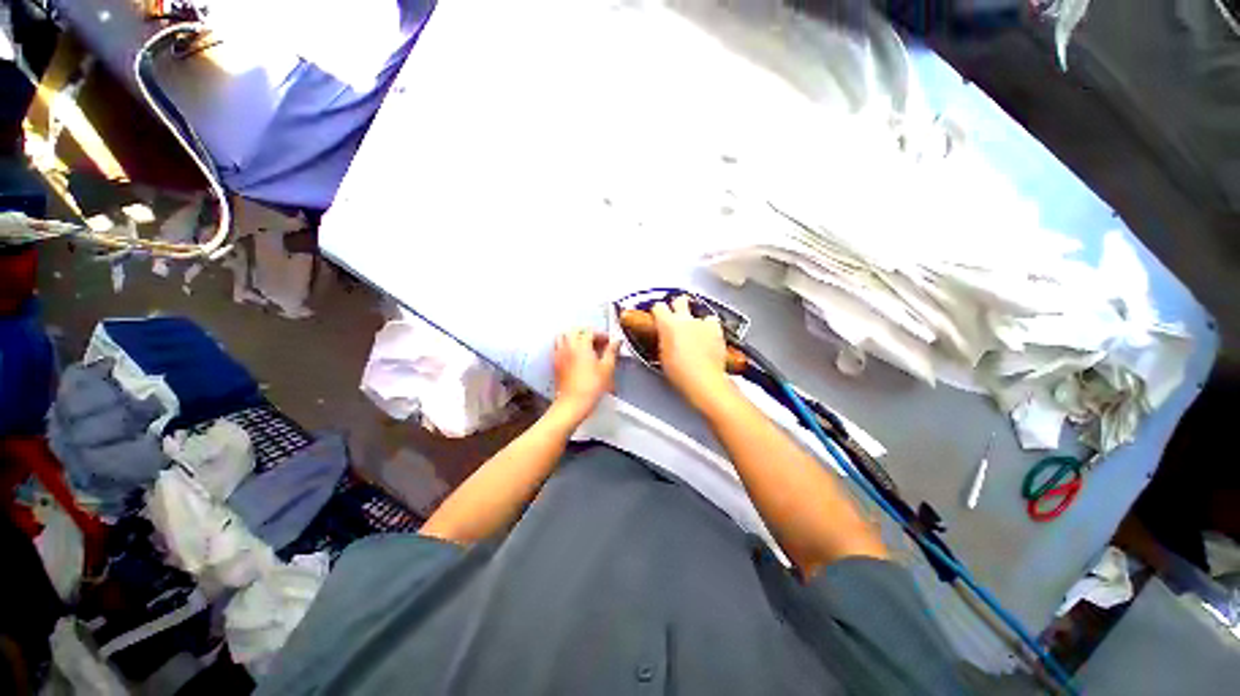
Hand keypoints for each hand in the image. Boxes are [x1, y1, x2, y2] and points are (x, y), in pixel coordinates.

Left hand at [551, 329, 618, 425]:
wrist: (573, 403)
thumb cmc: (592, 386)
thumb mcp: (607, 368)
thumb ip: (611, 351)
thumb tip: (616, 342)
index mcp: (581, 344)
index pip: (590, 331)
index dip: (601, 334)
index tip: (609, 342)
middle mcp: (568, 346)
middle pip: (575, 330)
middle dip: (587, 333)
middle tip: (597, 342)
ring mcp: (559, 354)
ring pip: (563, 337)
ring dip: (574, 337)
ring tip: (585, 347)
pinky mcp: (555, 363)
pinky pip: (558, 347)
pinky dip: (567, 346)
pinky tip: (575, 356)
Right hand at [651, 295, 730, 407]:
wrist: (702, 379)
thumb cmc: (680, 372)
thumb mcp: (662, 356)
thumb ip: (663, 340)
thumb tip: (665, 339)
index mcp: (667, 324)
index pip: (658, 307)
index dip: (657, 311)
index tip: (658, 315)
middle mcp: (685, 319)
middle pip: (679, 300)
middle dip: (677, 305)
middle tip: (676, 316)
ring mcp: (702, 323)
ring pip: (699, 312)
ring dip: (695, 319)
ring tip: (695, 330)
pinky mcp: (716, 330)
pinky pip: (712, 322)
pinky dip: (710, 327)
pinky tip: (708, 336)